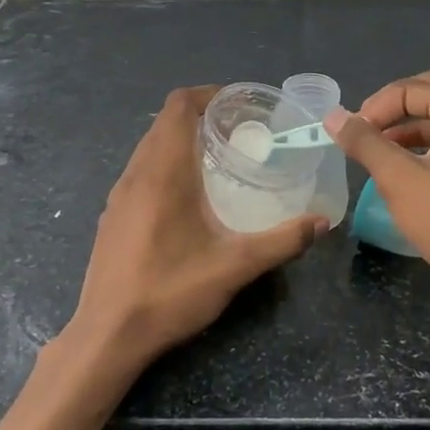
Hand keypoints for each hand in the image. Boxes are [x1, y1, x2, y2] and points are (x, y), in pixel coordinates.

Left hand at [69, 86, 324, 378]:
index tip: (240, 106)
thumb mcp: (235, 267)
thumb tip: (322, 222)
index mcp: (164, 172)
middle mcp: (136, 173)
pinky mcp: (112, 217)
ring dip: (180, 141)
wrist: (108, 335)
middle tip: (239, 133)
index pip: (178, 105)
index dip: (208, 95)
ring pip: (149, 147)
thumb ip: (282, 241)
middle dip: (201, 116)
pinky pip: (140, 171)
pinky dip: (165, 165)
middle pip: (164, 123)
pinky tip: (187, 200)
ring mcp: (118, 196)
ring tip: (217, 161)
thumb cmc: (170, 292)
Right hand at [326, 67, 429, 326]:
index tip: (353, 134)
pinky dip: (428, 148)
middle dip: (401, 103)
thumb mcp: (397, 178)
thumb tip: (334, 116)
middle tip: (373, 125)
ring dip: (413, 127)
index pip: (413, 87)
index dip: (377, 105)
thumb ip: (364, 142)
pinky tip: (406, 176)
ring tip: (381, 152)